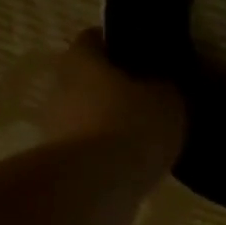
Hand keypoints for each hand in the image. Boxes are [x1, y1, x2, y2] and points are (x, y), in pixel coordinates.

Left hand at [41, 30, 185, 163]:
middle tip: (153, 104)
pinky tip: (134, 167)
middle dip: (119, 91)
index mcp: (82, 58)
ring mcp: (56, 128)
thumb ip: (169, 85)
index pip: (99, 39)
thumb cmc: (132, 126)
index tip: (151, 62)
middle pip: (92, 81)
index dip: (126, 47)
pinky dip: (109, 157)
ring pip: (91, 118)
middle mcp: (60, 86)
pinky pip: (91, 152)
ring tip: (147, 142)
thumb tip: (168, 83)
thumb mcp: (169, 99)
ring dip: (113, 127)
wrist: (96, 185)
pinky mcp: (61, 164)